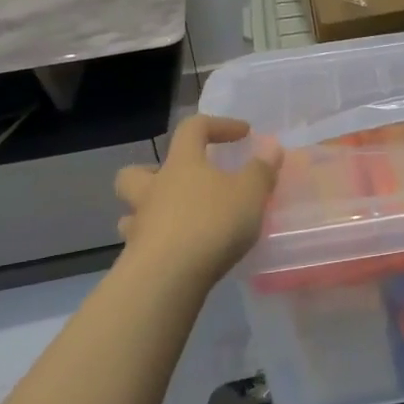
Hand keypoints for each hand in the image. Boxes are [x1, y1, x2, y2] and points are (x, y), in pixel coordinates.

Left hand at [113, 116, 283, 293]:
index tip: (243, 134)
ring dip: (150, 210)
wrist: (167, 278)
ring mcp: (140, 224)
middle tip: (182, 182)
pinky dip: (156, 243)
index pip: (193, 129)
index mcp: (182, 164)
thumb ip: (262, 169)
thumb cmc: (211, 223)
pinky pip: (141, 242)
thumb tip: (271, 147)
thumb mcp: (250, 193)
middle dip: (155, 170)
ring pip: (133, 208)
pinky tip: (177, 253)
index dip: (218, 125)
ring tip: (176, 220)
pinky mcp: (135, 258)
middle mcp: (154, 189)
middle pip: (137, 170)